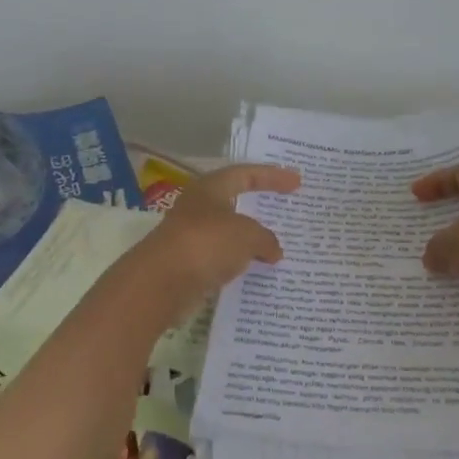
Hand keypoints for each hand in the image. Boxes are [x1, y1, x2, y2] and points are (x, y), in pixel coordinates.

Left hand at [130, 163, 301, 317]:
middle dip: (259, 207)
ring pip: (228, 232)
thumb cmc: (206, 244)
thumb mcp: (247, 236)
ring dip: (249, 238)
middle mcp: (198, 207)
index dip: (272, 176)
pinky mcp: (187, 264)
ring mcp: (191, 236)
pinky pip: (221, 257)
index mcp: (210, 188)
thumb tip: (274, 250)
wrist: (160, 283)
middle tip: (285, 211)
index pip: (245, 174)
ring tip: (276, 247)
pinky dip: (238, 261)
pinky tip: (255, 270)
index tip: (297, 182)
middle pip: (234, 201)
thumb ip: (266, 239)